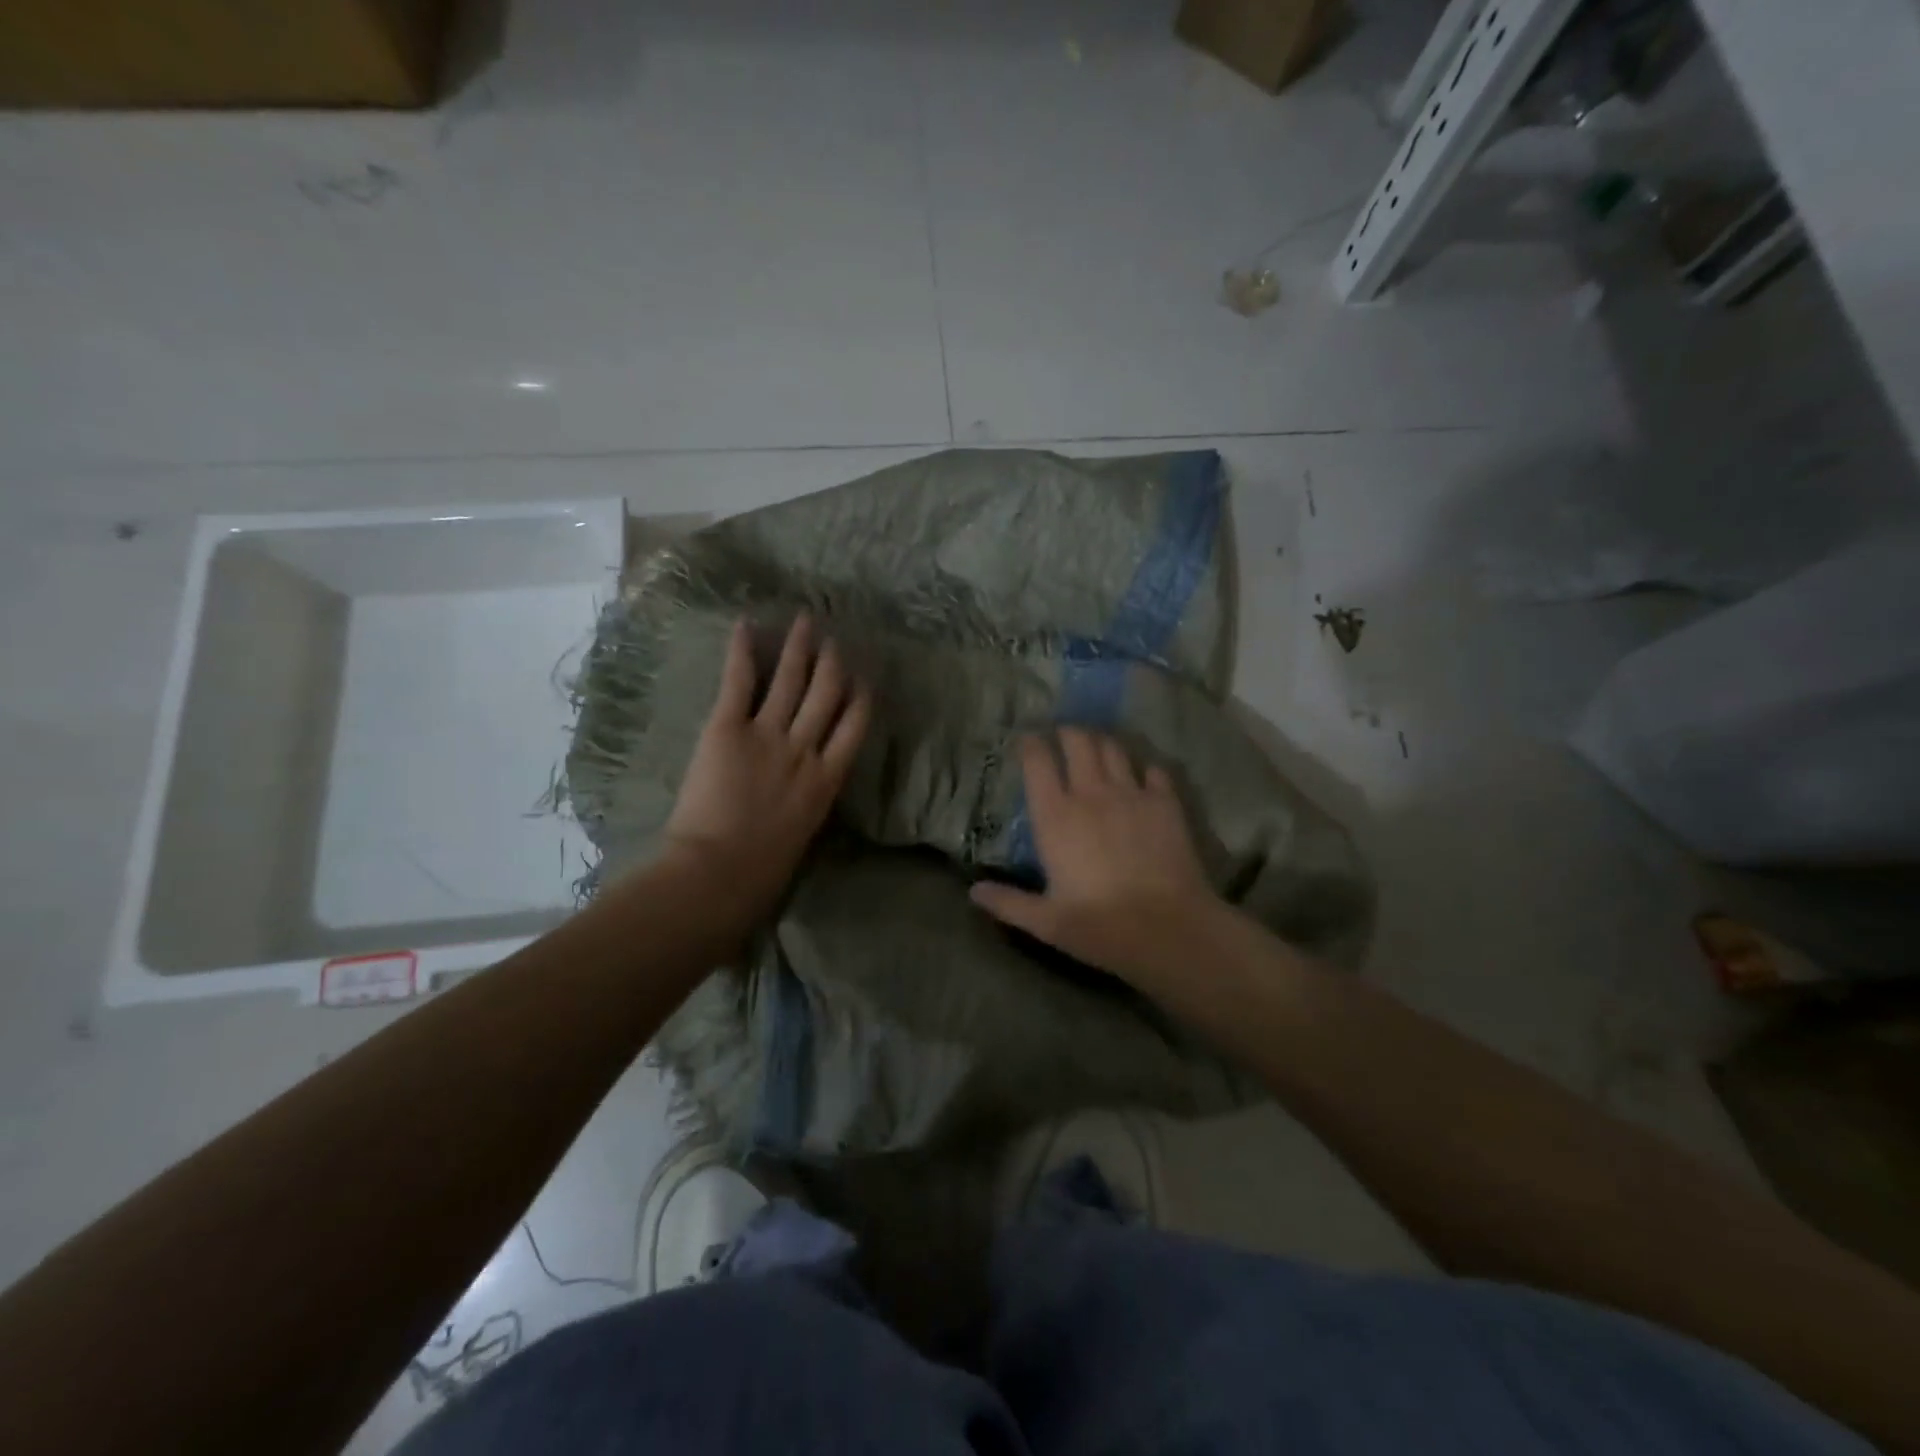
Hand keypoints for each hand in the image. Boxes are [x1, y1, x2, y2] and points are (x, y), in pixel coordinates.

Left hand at [660, 614, 869, 912]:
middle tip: (834, 639)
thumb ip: (808, 802)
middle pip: (827, 694)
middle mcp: (805, 749)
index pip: (855, 727)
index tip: (863, 678)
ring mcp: (768, 735)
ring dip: (799, 648)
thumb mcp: (803, 835)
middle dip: (833, 663)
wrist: (719, 873)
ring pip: (790, 681)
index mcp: (827, 780)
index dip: (861, 697)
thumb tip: (805, 793)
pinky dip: (742, 651)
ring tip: (804, 621)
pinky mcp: (728, 729)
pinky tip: (745, 624)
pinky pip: (739, 682)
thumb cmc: (763, 871)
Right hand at [970, 729, 1218, 986]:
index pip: (1038, 762)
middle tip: (1063, 735)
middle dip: (1067, 732)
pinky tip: (1142, 777)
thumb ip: (1008, 903)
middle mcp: (1091, 794)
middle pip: (1077, 741)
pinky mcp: (1166, 803)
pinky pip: (1153, 770)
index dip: (1031, 744)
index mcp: (1056, 817)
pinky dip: (1143, 768)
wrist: (1169, 929)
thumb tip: (973, 892)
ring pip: (1113, 748)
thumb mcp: (1046, 922)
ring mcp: (1131, 794)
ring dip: (1102, 743)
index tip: (1027, 740)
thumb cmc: (1100, 926)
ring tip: (1098, 747)